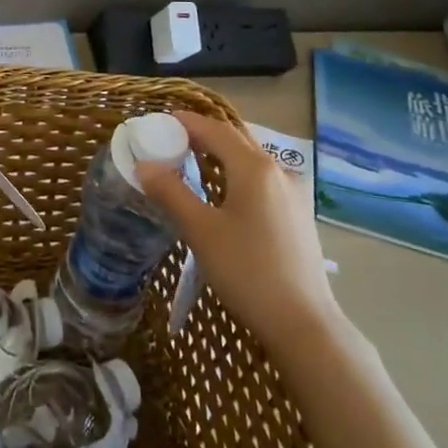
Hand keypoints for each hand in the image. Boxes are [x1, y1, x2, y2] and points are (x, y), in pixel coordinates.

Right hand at [139, 111, 341, 349]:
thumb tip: (143, 166)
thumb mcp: (201, 231)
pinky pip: (261, 179)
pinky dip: (237, 174)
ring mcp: (292, 193)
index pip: (214, 129)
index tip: (159, 122)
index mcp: (254, 167)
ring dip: (221, 155)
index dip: (185, 122)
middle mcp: (277, 171)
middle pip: (235, 139)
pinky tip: (222, 195)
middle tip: (170, 142)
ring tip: (190, 165)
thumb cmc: (248, 271)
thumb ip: (170, 193)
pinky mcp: (297, 214)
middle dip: (203, 135)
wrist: (304, 324)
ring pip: (250, 160)